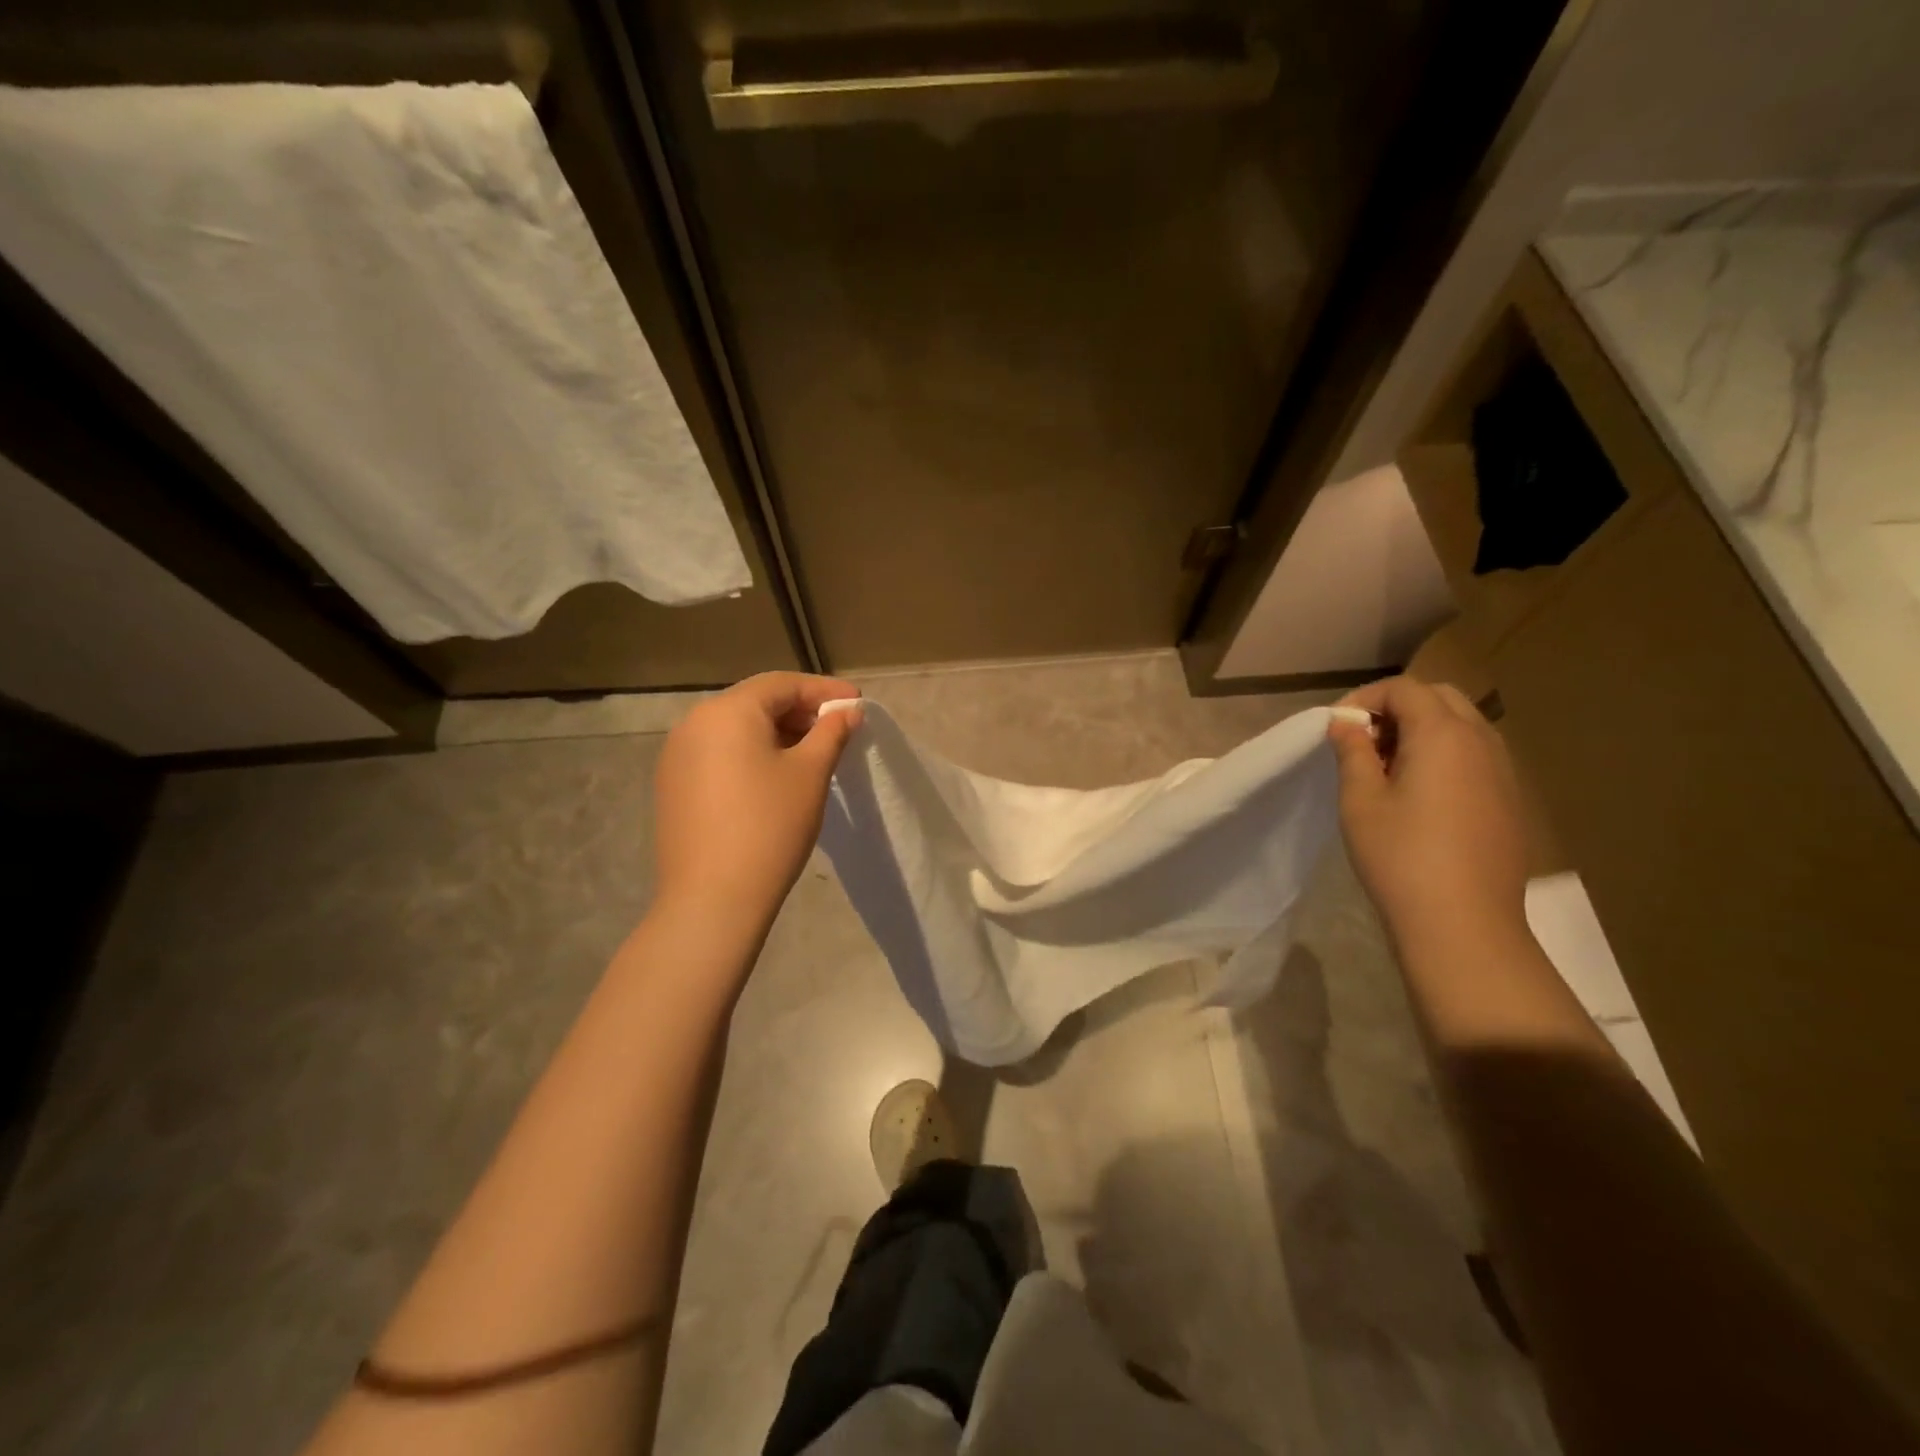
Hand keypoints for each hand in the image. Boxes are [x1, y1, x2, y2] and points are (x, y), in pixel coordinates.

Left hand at [653, 672, 861, 924]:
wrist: (712, 899)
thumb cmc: (770, 826)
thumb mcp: (810, 774)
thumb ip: (831, 733)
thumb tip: (847, 712)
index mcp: (727, 711)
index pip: (782, 684)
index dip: (823, 690)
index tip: (857, 703)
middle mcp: (694, 723)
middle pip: (756, 703)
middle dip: (800, 711)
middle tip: (838, 730)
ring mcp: (677, 756)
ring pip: (736, 729)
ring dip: (777, 733)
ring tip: (812, 754)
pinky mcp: (673, 786)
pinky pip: (719, 754)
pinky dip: (752, 754)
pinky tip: (775, 778)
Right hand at [1327, 675, 1530, 946]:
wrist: (1463, 923)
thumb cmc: (1400, 856)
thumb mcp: (1360, 800)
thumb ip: (1352, 752)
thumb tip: (1346, 725)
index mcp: (1443, 735)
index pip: (1404, 689)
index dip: (1365, 699)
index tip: (1337, 729)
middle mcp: (1481, 741)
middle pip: (1439, 697)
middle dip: (1396, 708)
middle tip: (1362, 742)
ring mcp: (1503, 771)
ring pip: (1462, 725)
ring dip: (1422, 730)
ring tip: (1386, 768)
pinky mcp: (1510, 799)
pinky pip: (1476, 755)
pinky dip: (1444, 755)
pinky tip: (1420, 795)